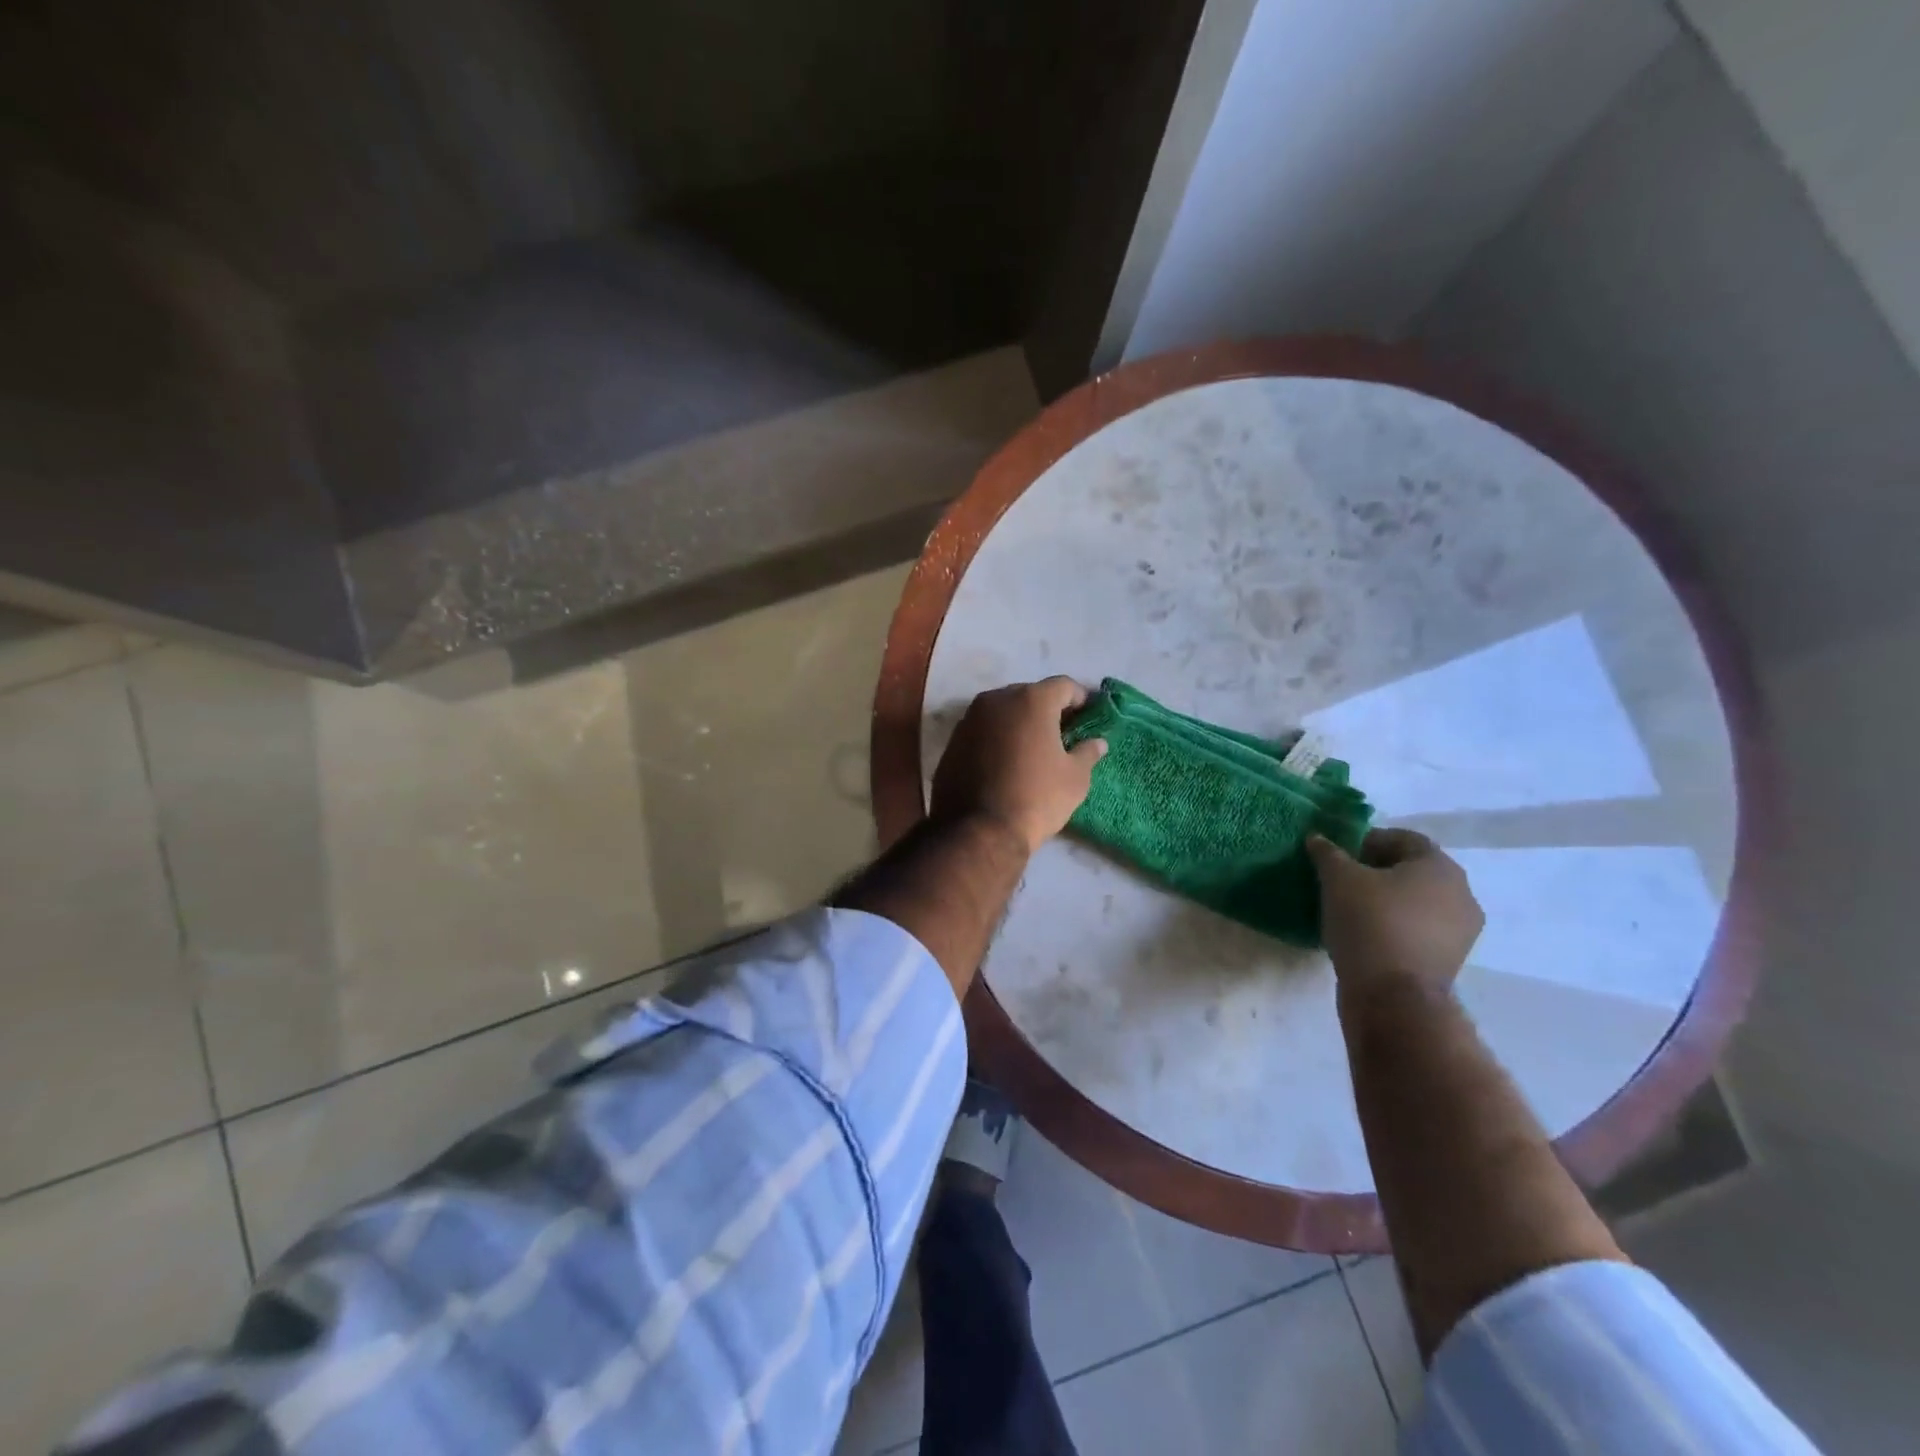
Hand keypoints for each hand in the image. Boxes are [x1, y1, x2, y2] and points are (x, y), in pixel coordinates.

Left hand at [930, 677, 1107, 854]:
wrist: (978, 831)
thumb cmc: (1036, 798)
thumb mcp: (1075, 779)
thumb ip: (1087, 752)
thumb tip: (1097, 742)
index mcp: (1031, 700)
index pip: (1063, 685)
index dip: (1080, 699)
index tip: (1089, 717)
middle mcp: (997, 699)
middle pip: (1030, 694)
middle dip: (1048, 709)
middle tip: (1062, 734)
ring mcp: (970, 718)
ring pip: (1003, 711)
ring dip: (1020, 723)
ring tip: (1033, 749)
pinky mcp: (953, 741)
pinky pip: (983, 730)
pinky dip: (997, 738)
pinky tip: (1006, 762)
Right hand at [1306, 829, 1482, 1000]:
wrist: (1393, 998)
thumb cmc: (1370, 923)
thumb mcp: (1338, 879)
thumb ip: (1328, 853)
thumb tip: (1317, 837)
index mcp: (1440, 867)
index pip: (1402, 839)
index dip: (1367, 840)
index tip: (1338, 855)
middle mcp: (1461, 894)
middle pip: (1412, 870)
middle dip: (1375, 870)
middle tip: (1340, 879)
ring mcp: (1460, 932)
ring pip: (1415, 902)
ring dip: (1385, 900)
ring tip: (1348, 909)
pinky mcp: (1448, 960)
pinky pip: (1417, 930)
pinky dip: (1393, 926)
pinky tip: (1363, 934)